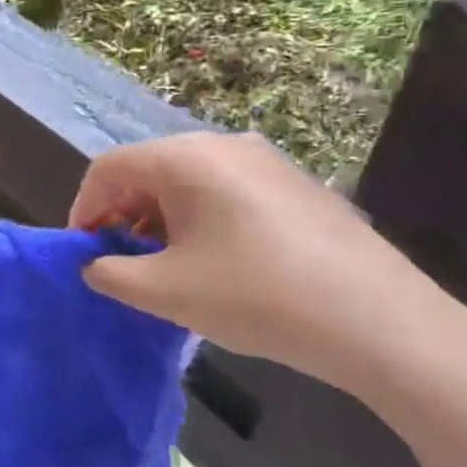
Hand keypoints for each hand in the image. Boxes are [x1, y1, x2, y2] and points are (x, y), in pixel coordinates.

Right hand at [69, 132, 455, 396]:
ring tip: (168, 265)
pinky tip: (218, 261)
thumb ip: (111, 273)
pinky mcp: (296, 183)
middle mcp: (222, 144)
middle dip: (124, 213)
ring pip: (188, 179)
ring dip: (162, 217)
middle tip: (124, 261)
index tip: (85, 252)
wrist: (381, 322)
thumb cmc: (255, 297)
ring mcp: (265, 160)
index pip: (108, 168)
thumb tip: (95, 264)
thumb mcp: (164, 292)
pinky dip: (202, 217)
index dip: (85, 208)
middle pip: (149, 169)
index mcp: (183, 158)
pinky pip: (227, 189)